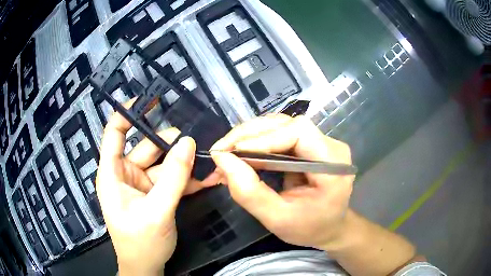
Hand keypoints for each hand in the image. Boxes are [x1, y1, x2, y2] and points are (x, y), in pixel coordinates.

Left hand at [96, 108, 219, 275]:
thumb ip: (173, 177)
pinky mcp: (154, 194)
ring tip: (206, 159)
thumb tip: (188, 143)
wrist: (146, 267)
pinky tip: (205, 177)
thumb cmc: (141, 242)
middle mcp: (125, 173)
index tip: (150, 99)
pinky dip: (186, 178)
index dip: (128, 113)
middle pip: (146, 147)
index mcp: (112, 173)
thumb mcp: (156, 210)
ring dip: (183, 162)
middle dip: (170, 143)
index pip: (114, 133)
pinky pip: (170, 179)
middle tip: (195, 139)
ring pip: (163, 163)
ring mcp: (141, 184)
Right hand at [210, 114, 354, 249]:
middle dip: (249, 135)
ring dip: (249, 136)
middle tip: (221, 151)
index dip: (264, 138)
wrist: (328, 228)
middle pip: (286, 124)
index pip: (299, 132)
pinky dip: (256, 142)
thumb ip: (250, 192)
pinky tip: (240, 153)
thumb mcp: (277, 219)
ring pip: (280, 126)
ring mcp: (321, 142)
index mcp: (333, 165)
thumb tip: (222, 159)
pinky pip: (279, 134)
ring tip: (227, 153)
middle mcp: (330, 146)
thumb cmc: (308, 228)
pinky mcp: (309, 144)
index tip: (233, 152)